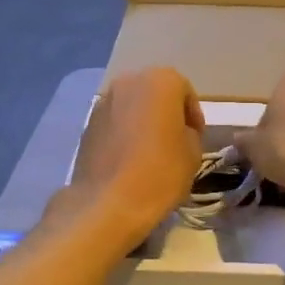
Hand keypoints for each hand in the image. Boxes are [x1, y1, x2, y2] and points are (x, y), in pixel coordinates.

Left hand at [65, 68, 203, 246]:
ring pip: (132, 107)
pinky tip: (130, 159)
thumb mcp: (193, 153)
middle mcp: (128, 82)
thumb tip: (179, 133)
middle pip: (155, 94)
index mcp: (160, 81)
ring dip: (143, 122)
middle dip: (166, 114)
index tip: (197, 138)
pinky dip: (124, 134)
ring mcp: (103, 102)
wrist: (108, 203)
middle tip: (175, 141)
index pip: (185, 91)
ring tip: (151, 152)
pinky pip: (114, 123)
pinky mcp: (87, 124)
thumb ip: (190, 133)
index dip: (194, 116)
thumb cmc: (160, 173)